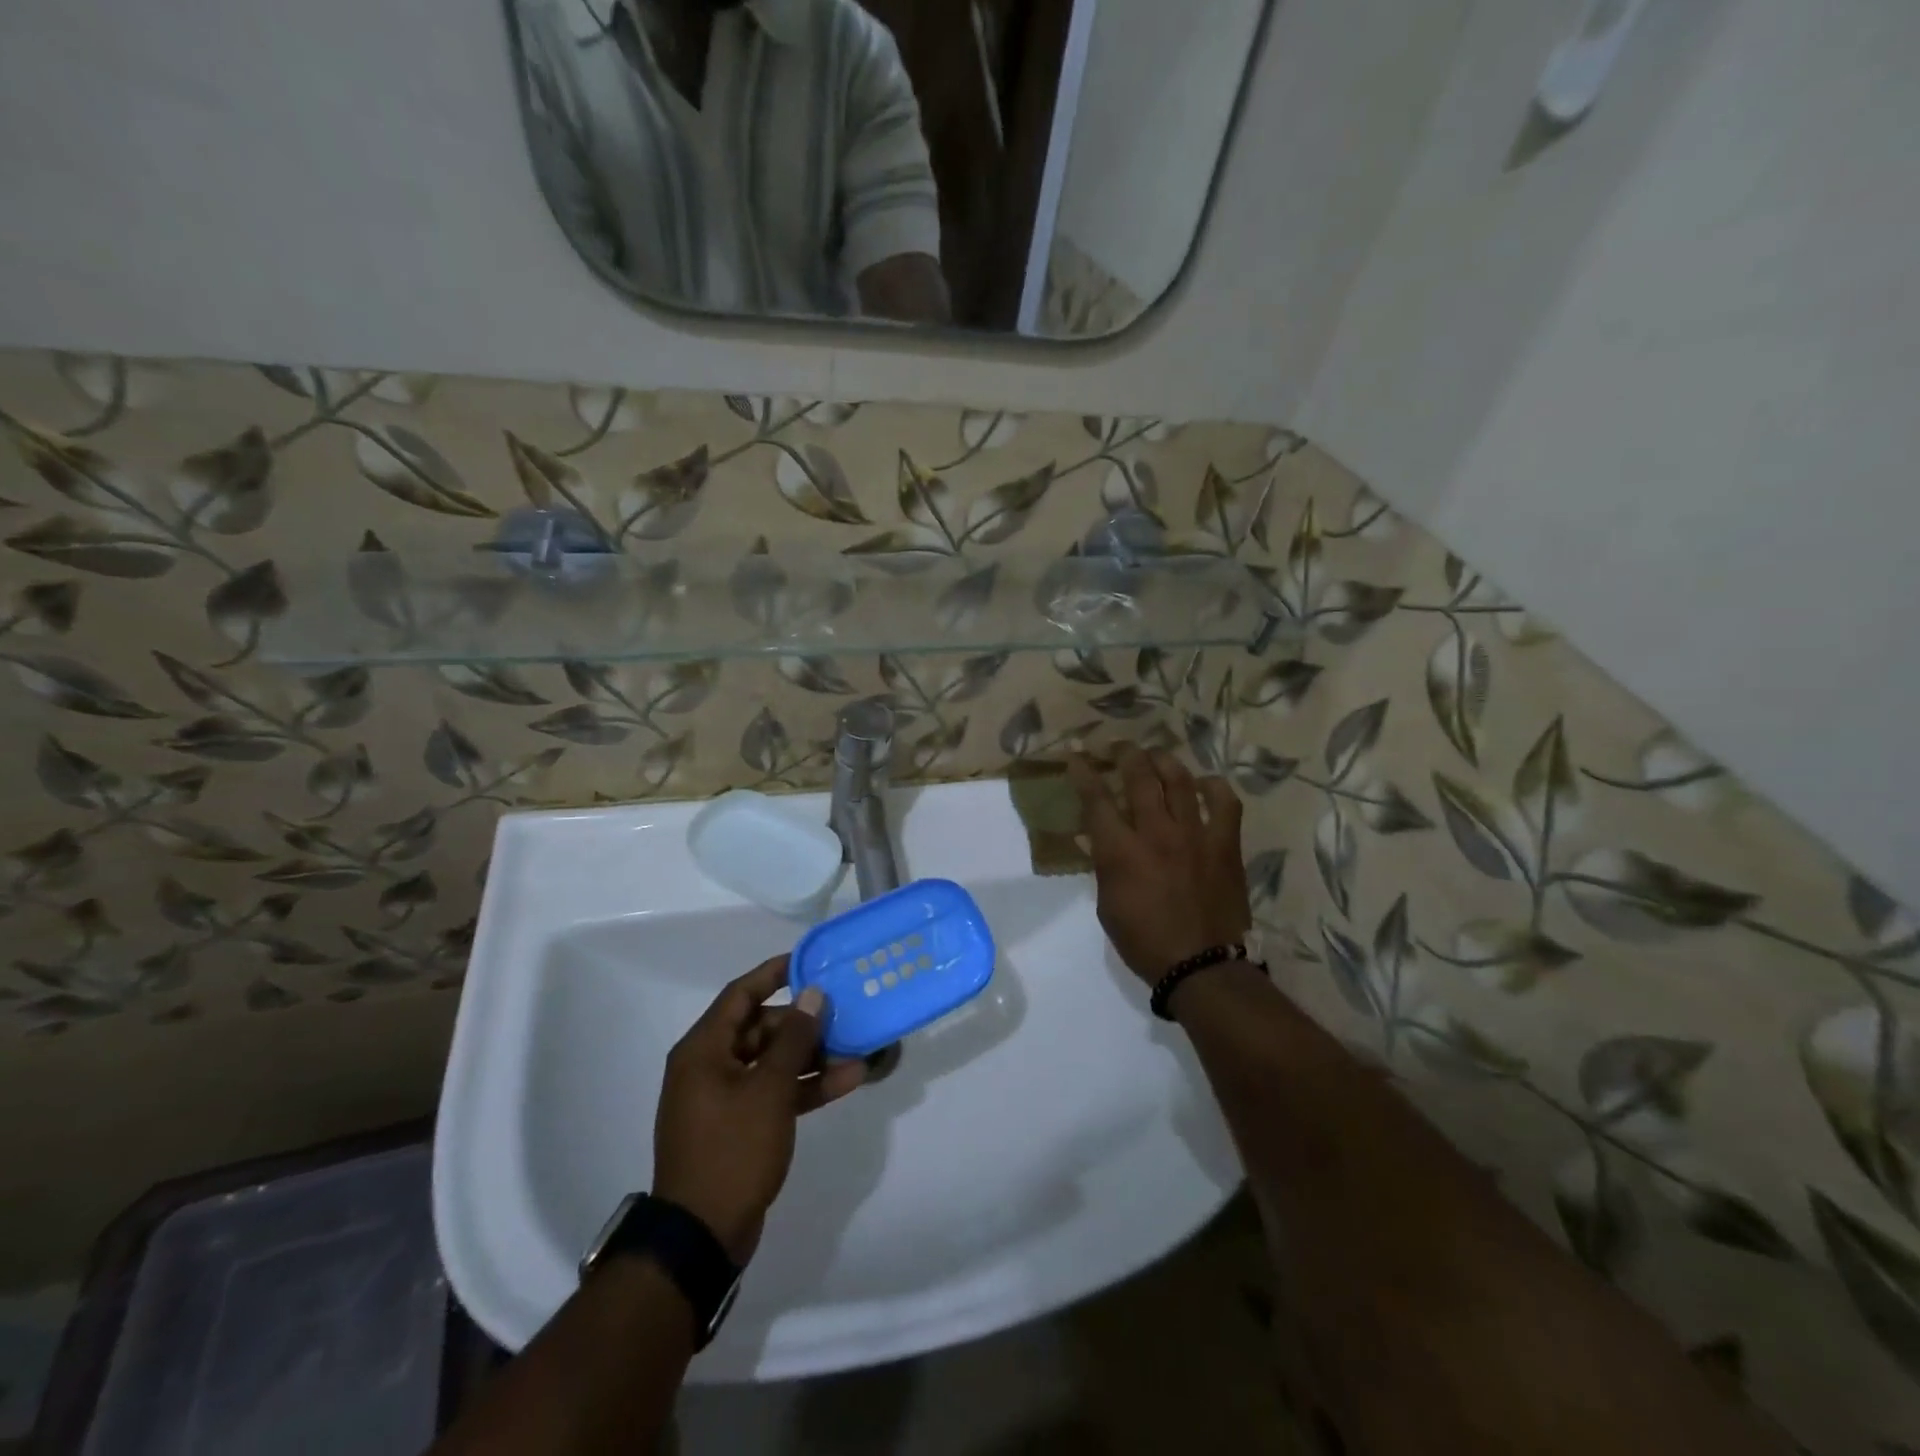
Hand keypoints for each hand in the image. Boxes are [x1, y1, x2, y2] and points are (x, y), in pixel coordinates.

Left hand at [652, 957, 865, 1263]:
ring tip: (855, 1048)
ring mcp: (724, 1098)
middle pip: (760, 1028)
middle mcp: (710, 1066)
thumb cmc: (732, 1149)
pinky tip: (846, 1081)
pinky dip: (804, 1086)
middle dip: (803, 1022)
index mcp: (703, 1050)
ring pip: (772, 1062)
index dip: (774, 974)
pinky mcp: (740, 1126)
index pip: (740, 994)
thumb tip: (812, 995)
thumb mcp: (769, 1089)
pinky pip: (774, 1092)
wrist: (702, 1236)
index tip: (809, 962)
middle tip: (842, 1012)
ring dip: (811, 1056)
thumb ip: (794, 1039)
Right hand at [1070, 744, 1249, 986]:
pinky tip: (1203, 784)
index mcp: (1121, 852)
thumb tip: (1101, 840)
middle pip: (1139, 776)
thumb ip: (1105, 866)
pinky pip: (1224, 802)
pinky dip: (1212, 787)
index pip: (1096, 799)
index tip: (1076, 757)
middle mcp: (1156, 833)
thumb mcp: (1108, 906)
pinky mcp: (1225, 843)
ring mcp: (1195, 835)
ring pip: (1179, 779)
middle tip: (1118, 747)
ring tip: (1155, 756)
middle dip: (1125, 754)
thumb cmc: (1146, 942)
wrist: (1203, 966)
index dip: (1083, 773)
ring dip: (1163, 760)